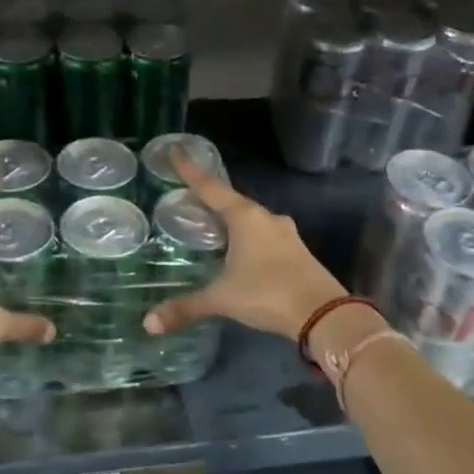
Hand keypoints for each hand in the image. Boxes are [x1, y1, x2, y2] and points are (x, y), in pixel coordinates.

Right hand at [142, 156, 344, 341]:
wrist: (324, 314)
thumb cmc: (267, 294)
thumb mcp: (222, 299)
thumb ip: (186, 307)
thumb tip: (149, 323)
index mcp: (245, 217)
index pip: (211, 187)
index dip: (190, 170)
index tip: (176, 149)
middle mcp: (266, 218)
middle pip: (232, 201)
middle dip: (211, 199)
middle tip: (190, 198)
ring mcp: (286, 233)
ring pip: (252, 220)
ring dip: (232, 220)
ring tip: (213, 227)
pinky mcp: (298, 251)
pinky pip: (265, 236)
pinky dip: (249, 238)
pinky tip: (240, 252)